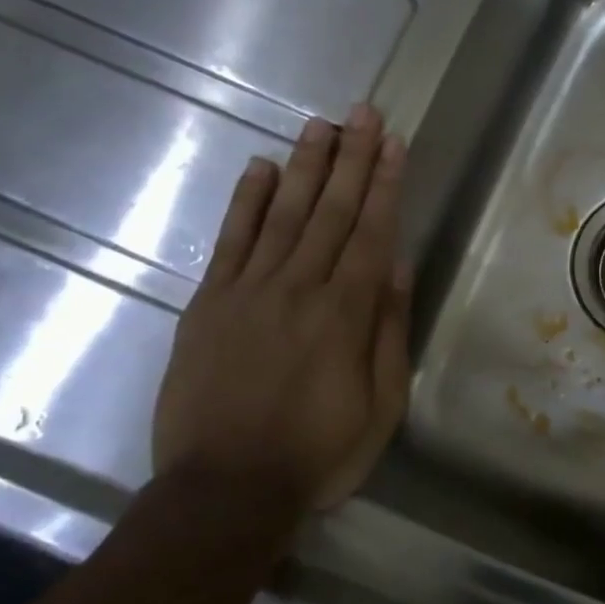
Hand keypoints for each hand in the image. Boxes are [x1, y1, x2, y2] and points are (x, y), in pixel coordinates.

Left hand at [152, 104, 410, 515]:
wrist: (225, 490)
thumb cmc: (317, 454)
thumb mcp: (380, 405)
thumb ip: (389, 331)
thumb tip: (397, 267)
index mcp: (345, 314)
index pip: (371, 233)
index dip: (384, 185)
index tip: (393, 144)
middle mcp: (298, 289)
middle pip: (329, 212)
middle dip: (351, 159)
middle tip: (362, 113)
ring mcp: (247, 292)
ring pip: (282, 215)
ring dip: (304, 167)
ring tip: (320, 125)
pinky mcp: (208, 304)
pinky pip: (229, 242)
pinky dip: (245, 202)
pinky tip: (260, 168)